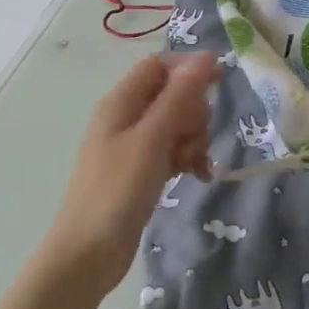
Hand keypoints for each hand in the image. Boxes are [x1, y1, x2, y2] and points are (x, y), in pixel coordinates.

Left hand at [38, 53, 220, 299]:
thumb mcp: (152, 138)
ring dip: (194, 139)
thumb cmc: (117, 190)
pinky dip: (188, 159)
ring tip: (193, 165)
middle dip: (194, 112)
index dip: (189, 69)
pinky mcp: (143, 170)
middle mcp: (126, 117)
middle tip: (193, 139)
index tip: (219, 84)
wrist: (89, 252)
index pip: (159, 65)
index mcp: (121, 102)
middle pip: (173, 94)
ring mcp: (134, 145)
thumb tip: (206, 56)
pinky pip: (174, 150)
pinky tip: (199, 177)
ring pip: (178, 124)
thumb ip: (179, 96)